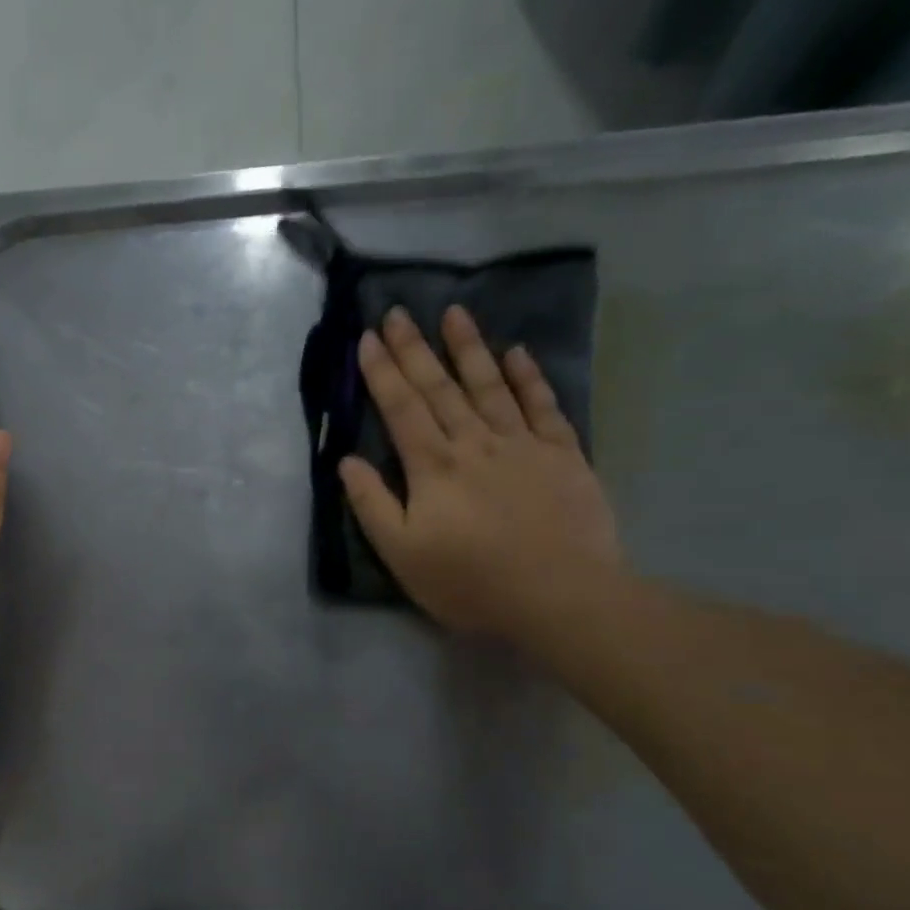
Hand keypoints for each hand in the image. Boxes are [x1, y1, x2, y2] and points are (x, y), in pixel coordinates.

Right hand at [339, 305, 621, 640]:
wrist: (560, 597)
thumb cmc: (469, 581)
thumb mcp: (402, 553)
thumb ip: (372, 504)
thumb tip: (347, 462)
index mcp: (432, 466)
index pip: (401, 408)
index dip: (382, 372)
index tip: (368, 337)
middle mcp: (474, 443)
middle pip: (439, 388)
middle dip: (415, 349)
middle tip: (398, 312)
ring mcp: (522, 445)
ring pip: (490, 386)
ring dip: (469, 348)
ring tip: (454, 313)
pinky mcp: (562, 455)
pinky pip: (543, 406)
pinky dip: (529, 377)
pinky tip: (517, 353)